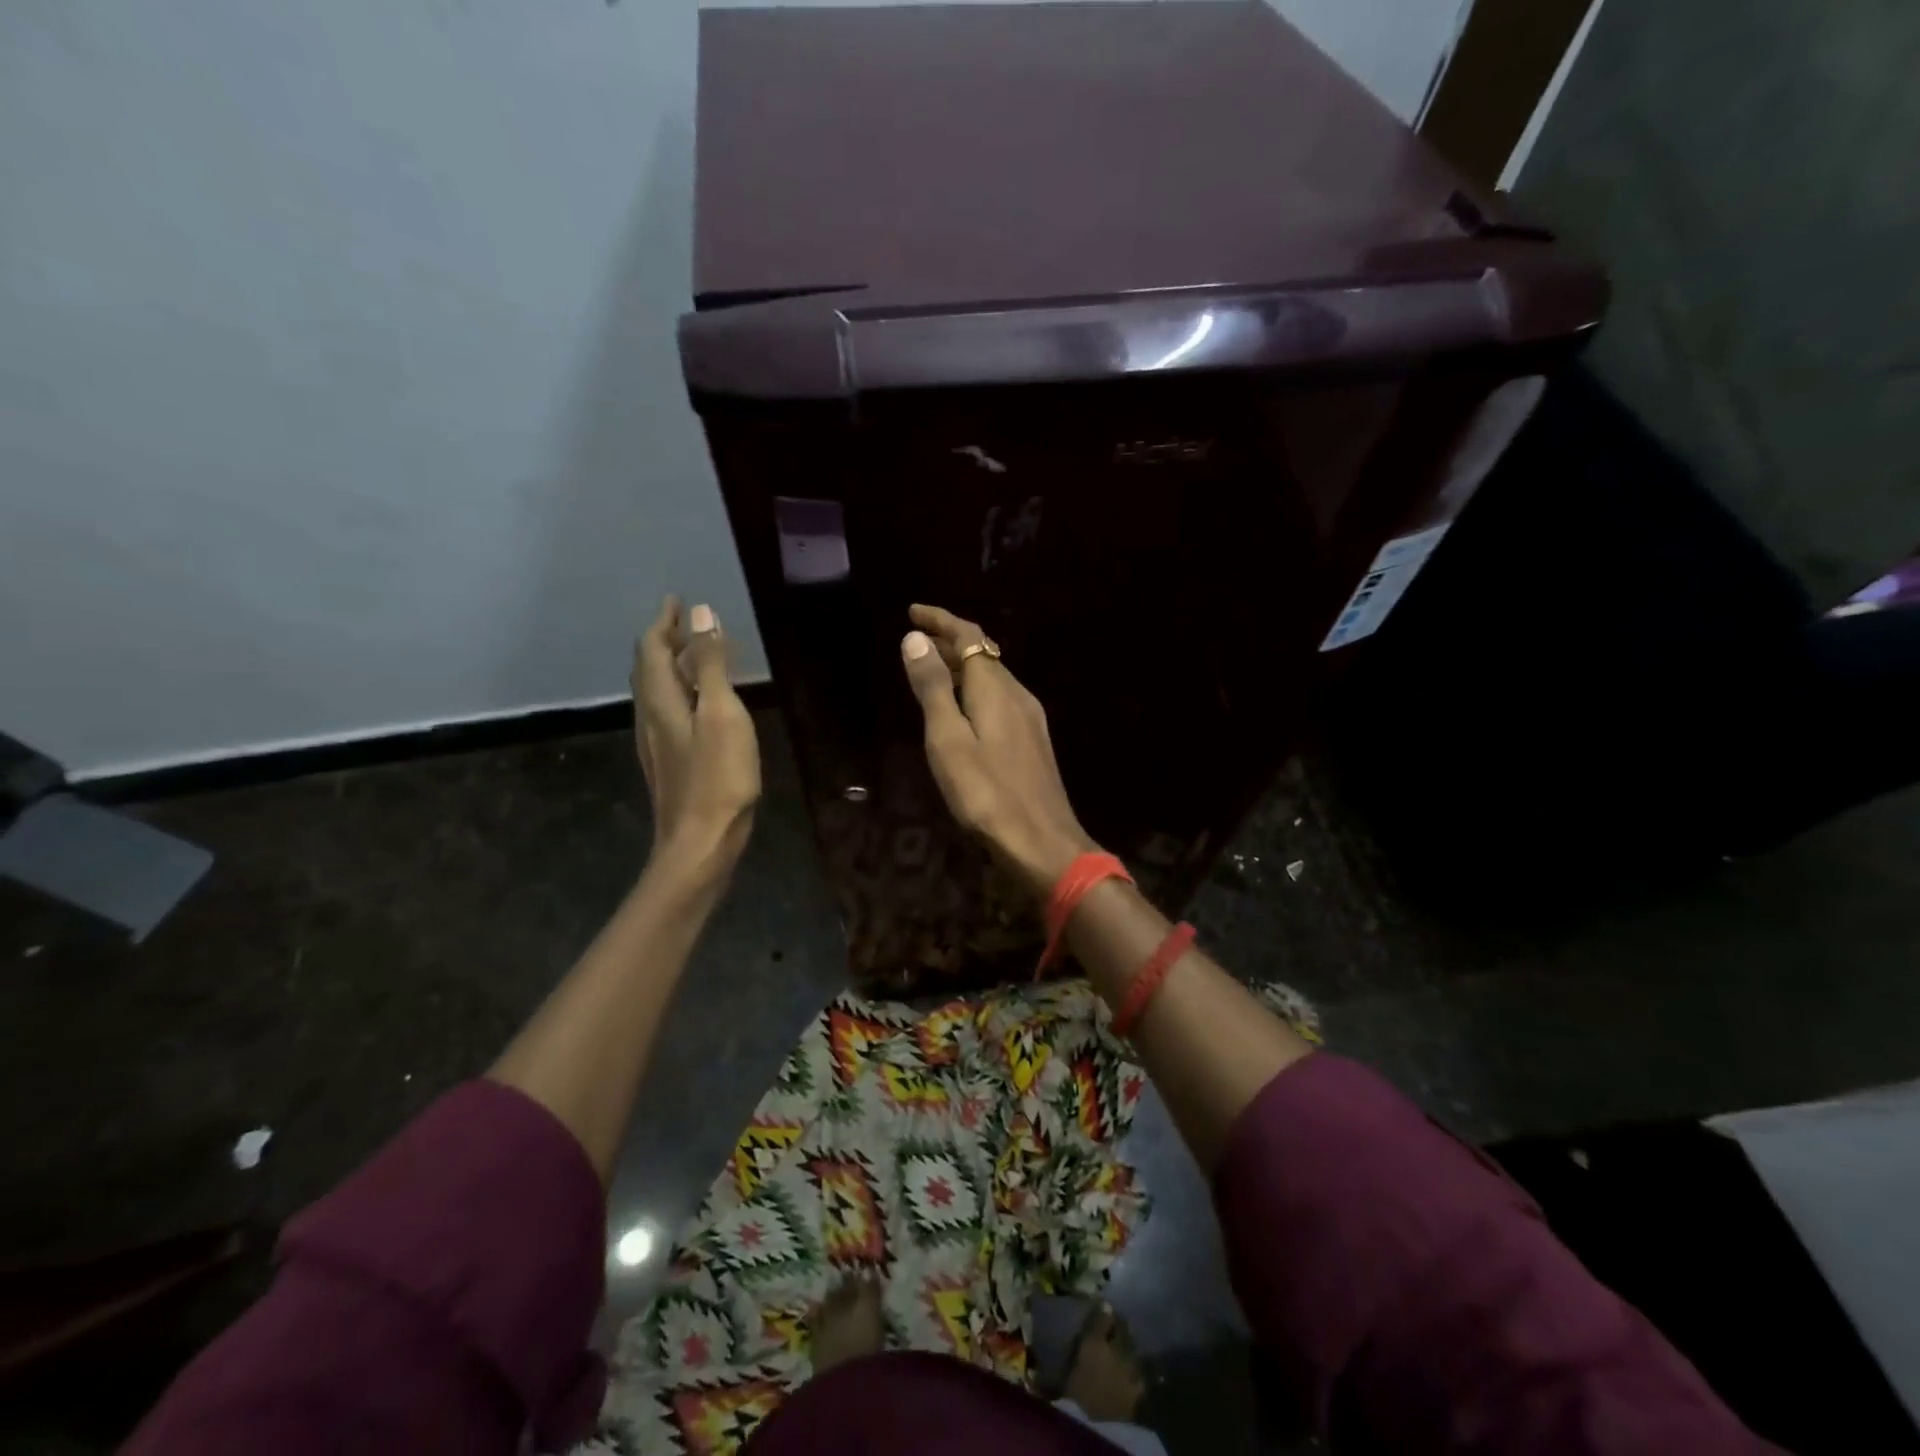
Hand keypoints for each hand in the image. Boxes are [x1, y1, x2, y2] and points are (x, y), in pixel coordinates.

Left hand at [631, 597, 760, 872]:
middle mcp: (651, 717)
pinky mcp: (669, 762)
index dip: (664, 622)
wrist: (700, 843)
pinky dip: (682, 692)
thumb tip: (702, 615)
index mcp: (661, 701)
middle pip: (649, 669)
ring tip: (698, 656)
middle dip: (666, 641)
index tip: (677, 600)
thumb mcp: (722, 714)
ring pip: (657, 692)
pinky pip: (668, 712)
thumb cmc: (718, 777)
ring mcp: (657, 743)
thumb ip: (712, 665)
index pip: (651, 649)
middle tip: (689, 624)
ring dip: (673, 666)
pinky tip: (701, 704)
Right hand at [899, 603, 1097, 897]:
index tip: (913, 611)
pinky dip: (974, 690)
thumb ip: (932, 688)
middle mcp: (1018, 694)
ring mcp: (1030, 719)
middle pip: (983, 654)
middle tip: (916, 640)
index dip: (941, 620)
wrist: (1041, 841)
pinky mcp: (1032, 742)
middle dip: (950, 641)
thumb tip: (916, 638)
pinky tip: (962, 709)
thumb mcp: (948, 739)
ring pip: (992, 678)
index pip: (970, 636)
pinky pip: (999, 699)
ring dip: (962, 666)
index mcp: (995, 688)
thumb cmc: (986, 792)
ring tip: (932, 670)